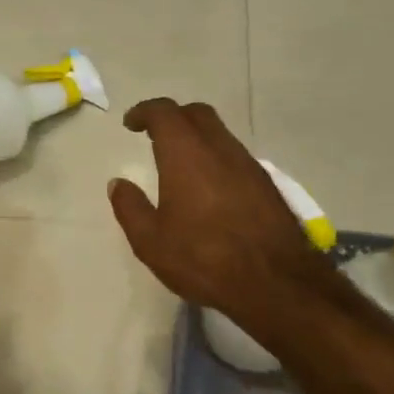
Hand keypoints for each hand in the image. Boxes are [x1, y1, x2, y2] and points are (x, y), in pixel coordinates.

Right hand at [107, 98, 322, 316]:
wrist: (275, 282)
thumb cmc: (203, 258)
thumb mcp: (151, 241)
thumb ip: (130, 208)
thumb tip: (118, 184)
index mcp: (186, 154)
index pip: (164, 112)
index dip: (145, 111)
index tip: (131, 123)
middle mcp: (219, 149)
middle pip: (196, 113)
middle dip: (173, 116)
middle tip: (155, 135)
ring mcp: (248, 164)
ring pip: (220, 133)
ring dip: (197, 137)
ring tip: (180, 162)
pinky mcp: (267, 184)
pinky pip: (235, 155)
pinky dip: (216, 157)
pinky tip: (209, 186)